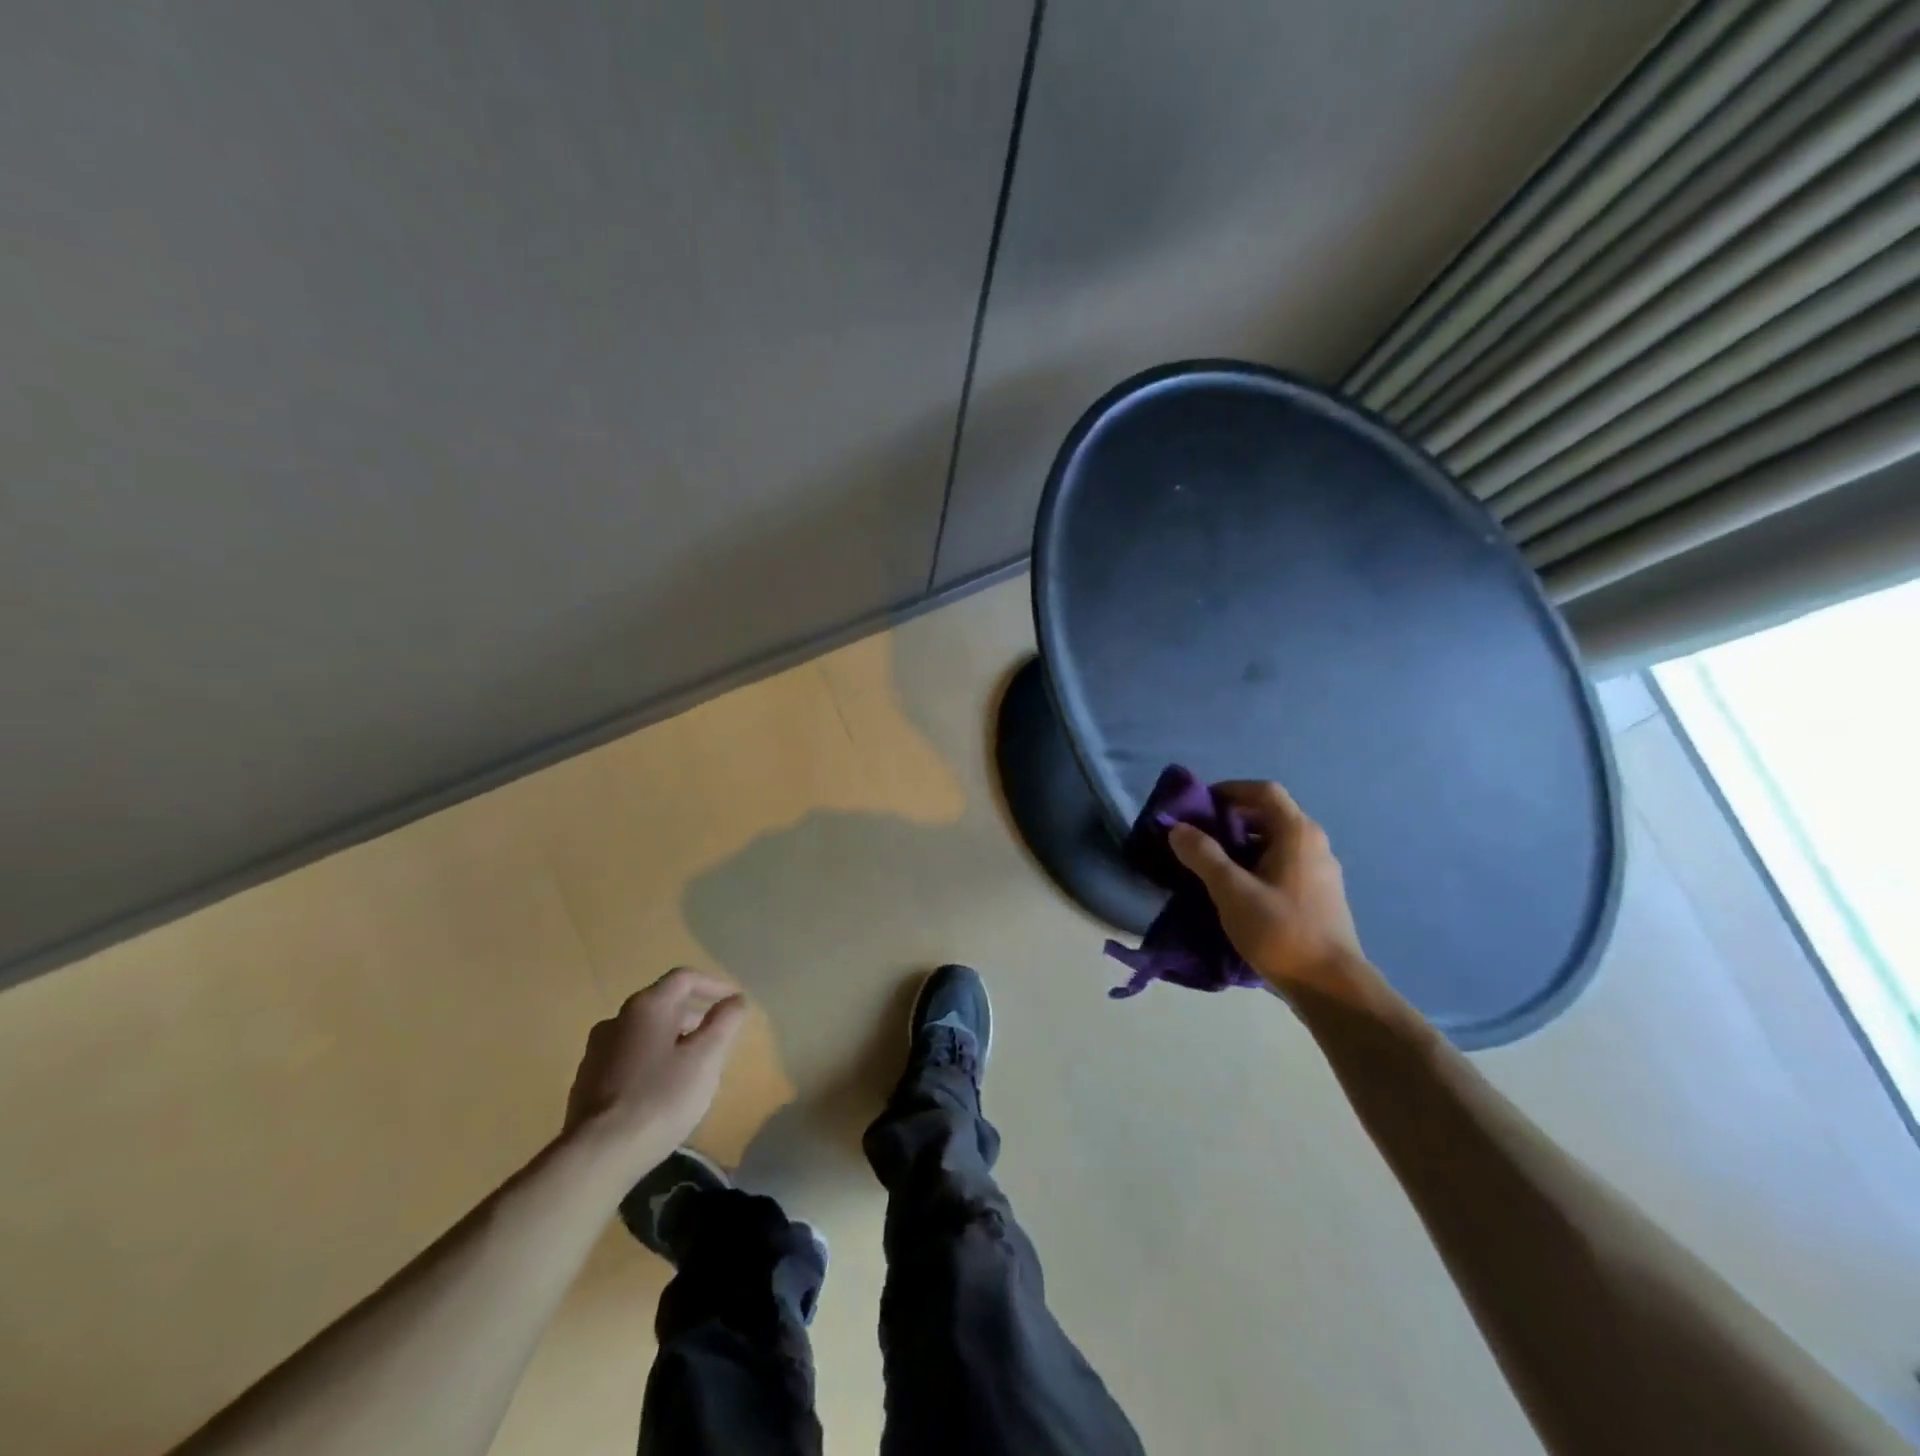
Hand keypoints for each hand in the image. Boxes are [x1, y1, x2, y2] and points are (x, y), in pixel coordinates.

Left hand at [563, 967, 747, 1174]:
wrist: (597, 1156)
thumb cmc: (660, 1098)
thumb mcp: (706, 1058)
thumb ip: (724, 1022)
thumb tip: (735, 999)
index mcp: (647, 1006)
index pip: (684, 978)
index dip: (713, 984)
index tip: (733, 1001)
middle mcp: (617, 1019)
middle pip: (663, 1004)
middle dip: (693, 1015)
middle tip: (715, 1038)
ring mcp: (596, 1051)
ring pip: (643, 1032)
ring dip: (671, 1039)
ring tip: (690, 1066)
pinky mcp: (586, 1081)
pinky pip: (627, 1057)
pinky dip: (649, 1060)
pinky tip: (659, 1090)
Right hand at [1167, 780, 1385, 1011]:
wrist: (1331, 986)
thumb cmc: (1280, 931)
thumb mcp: (1232, 891)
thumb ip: (1203, 855)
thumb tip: (1178, 828)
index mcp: (1297, 833)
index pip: (1263, 791)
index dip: (1229, 790)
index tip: (1199, 806)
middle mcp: (1313, 843)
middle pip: (1269, 814)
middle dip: (1231, 819)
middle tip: (1198, 836)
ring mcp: (1320, 870)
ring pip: (1275, 841)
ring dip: (1242, 844)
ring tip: (1211, 864)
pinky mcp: (1319, 894)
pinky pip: (1283, 863)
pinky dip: (1256, 864)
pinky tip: (1237, 890)